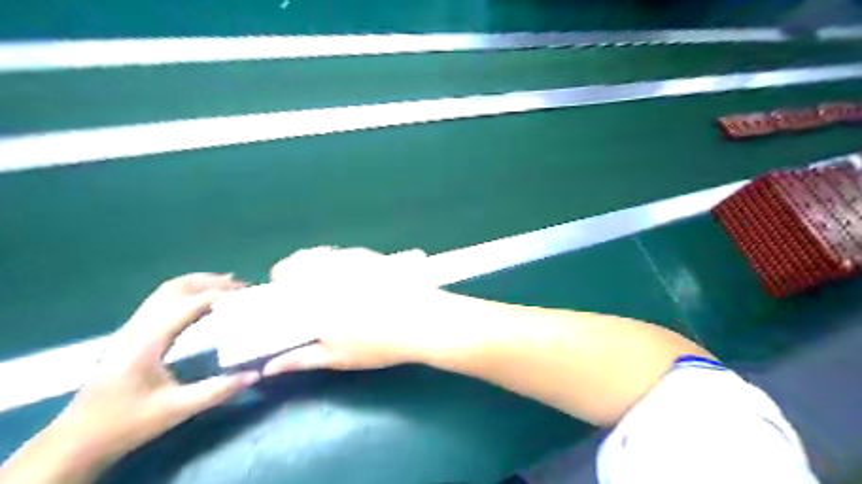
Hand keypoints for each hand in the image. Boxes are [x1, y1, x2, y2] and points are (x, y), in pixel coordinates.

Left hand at [4, 274, 258, 481]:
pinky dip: (188, 294)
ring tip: (229, 287)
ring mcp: (130, 329)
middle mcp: (137, 328)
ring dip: (198, 284)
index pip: (188, 305)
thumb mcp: (176, 410)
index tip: (248, 297)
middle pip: (175, 288)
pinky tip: (203, 303)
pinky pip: (162, 301)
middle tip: (242, 286)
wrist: (76, 441)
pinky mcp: (130, 335)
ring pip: (166, 292)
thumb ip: (218, 390)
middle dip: (210, 282)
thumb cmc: (126, 424)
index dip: (220, 296)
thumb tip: (255, 374)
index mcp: (147, 342)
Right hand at [261, 248, 450, 375]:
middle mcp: (330, 269)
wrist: (422, 322)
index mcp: (314, 293)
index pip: (285, 272)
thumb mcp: (337, 357)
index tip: (283, 290)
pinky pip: (348, 253)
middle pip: (303, 257)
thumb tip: (270, 367)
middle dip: (299, 270)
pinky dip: (343, 262)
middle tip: (309, 291)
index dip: (281, 279)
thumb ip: (300, 359)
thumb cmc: (378, 344)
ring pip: (326, 254)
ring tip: (332, 284)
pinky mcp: (373, 256)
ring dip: (321, 264)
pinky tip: (356, 278)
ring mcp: (354, 259)